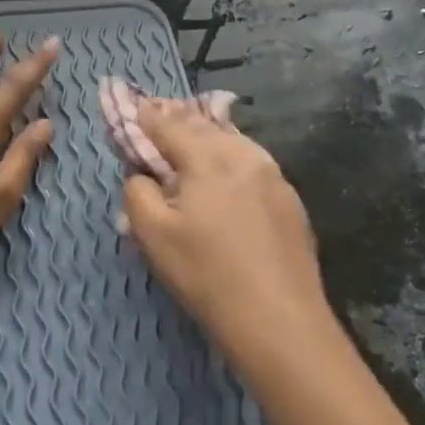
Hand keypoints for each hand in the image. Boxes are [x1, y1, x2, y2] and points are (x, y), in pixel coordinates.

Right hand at [121, 100, 331, 363]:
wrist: (279, 317)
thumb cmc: (207, 275)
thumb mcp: (153, 236)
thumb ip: (138, 194)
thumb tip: (141, 175)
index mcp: (208, 159)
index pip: (170, 127)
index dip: (147, 116)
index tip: (134, 107)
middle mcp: (244, 156)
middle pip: (205, 127)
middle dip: (179, 118)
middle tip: (161, 111)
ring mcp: (273, 177)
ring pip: (234, 142)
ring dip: (208, 135)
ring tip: (193, 133)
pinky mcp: (290, 200)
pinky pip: (253, 163)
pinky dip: (232, 156)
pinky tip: (229, 168)